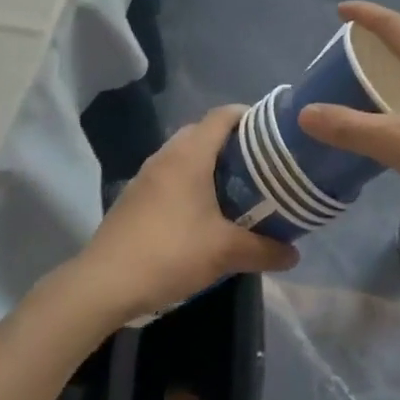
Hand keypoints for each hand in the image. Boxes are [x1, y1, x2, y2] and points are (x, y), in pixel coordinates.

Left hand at [72, 106, 298, 320]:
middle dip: (234, 143)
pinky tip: (203, 213)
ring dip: (211, 164)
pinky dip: (191, 182)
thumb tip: (295, 254)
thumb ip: (264, 250)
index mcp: (190, 153)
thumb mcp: (225, 252)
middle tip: (261, 166)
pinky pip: (171, 174)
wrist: (104, 283)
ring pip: (186, 154)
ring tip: (238, 189)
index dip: (250, 116)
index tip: (273, 133)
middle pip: (205, 132)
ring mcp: (146, 174)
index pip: (223, 115)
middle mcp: (167, 154)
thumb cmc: (170, 252)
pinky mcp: (135, 196)